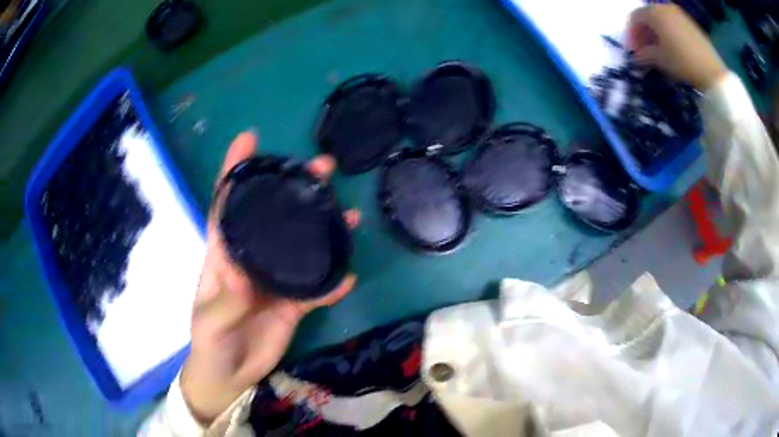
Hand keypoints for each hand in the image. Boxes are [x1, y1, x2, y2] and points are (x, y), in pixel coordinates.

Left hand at [180, 131, 360, 423]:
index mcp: (224, 254)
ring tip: (349, 214)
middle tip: (322, 168)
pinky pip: (318, 289)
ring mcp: (276, 280)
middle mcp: (252, 259)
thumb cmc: (209, 342)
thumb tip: (247, 279)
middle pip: (274, 216)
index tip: (248, 139)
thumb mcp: (209, 322)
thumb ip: (225, 302)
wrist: (230, 374)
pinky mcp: (295, 304)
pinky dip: (333, 283)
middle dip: (295, 188)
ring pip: (302, 246)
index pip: (227, 206)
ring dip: (325, 228)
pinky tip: (349, 274)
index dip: (234, 171)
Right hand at [628, 4, 726, 90]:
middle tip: (645, 52)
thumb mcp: (660, 60)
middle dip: (644, 34)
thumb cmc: (682, 62)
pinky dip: (668, 34)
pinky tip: (672, 49)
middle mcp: (664, 7)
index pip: (635, 18)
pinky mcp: (690, 24)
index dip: (631, 35)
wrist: (712, 72)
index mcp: (654, 12)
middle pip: (648, 17)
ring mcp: (679, 14)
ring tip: (659, 52)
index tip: (633, 52)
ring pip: (661, 20)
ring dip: (656, 34)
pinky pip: (673, 24)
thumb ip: (644, 55)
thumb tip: (637, 58)